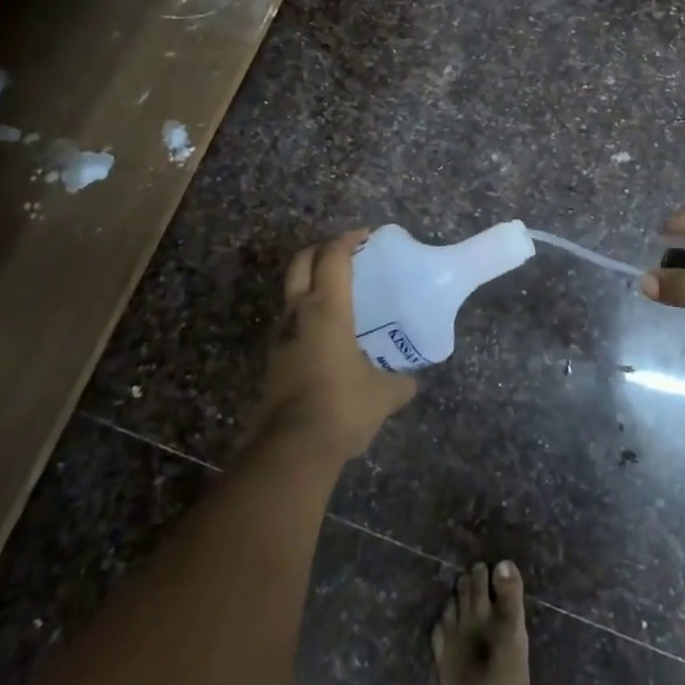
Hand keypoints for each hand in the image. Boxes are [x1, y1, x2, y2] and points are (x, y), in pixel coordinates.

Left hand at [251, 230, 416, 458]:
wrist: (292, 449)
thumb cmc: (343, 406)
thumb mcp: (383, 394)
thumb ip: (399, 383)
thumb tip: (409, 383)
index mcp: (327, 309)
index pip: (333, 257)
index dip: (348, 240)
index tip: (365, 235)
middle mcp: (299, 315)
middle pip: (301, 263)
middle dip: (321, 250)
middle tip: (345, 253)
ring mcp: (281, 338)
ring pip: (291, 294)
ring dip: (311, 284)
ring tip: (339, 295)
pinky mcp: (274, 362)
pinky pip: (291, 323)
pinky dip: (308, 315)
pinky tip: (329, 335)